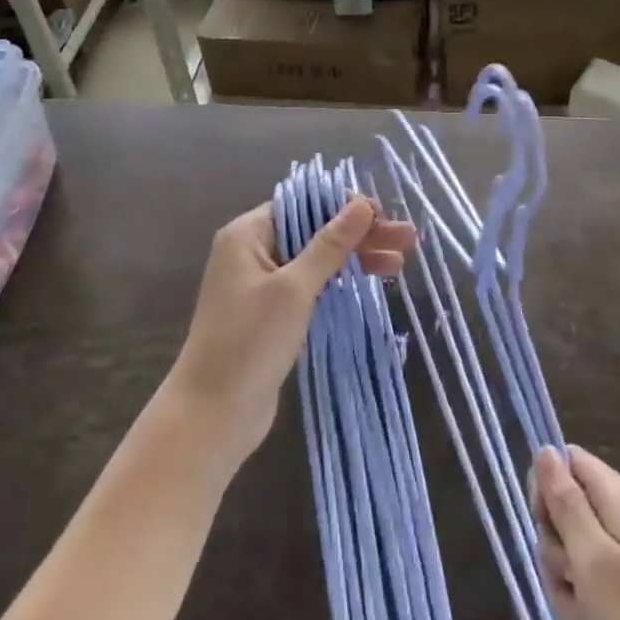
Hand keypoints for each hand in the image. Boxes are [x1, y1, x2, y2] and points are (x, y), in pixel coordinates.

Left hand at [164, 196, 412, 470]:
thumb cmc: (250, 341)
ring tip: (400, 263)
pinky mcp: (272, 314)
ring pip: (315, 260)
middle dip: (359, 234)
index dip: (343, 206)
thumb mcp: (294, 288)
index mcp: (247, 235)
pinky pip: (310, 286)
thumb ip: (329, 244)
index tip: (383, 214)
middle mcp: (252, 252)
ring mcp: (261, 285)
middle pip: (312, 231)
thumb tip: (361, 205)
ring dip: (355, 258)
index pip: (302, 205)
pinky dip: (339, 282)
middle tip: (407, 239)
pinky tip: (370, 282)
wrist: (212, 414)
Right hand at [531, 446, 619, 619]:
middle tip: (573, 577)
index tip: (545, 523)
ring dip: (568, 596)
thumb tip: (545, 450)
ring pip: (568, 565)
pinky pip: (584, 601)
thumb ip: (565, 500)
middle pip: (563, 518)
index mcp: (618, 500)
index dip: (547, 487)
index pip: (567, 463)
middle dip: (556, 553)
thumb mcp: (591, 555)